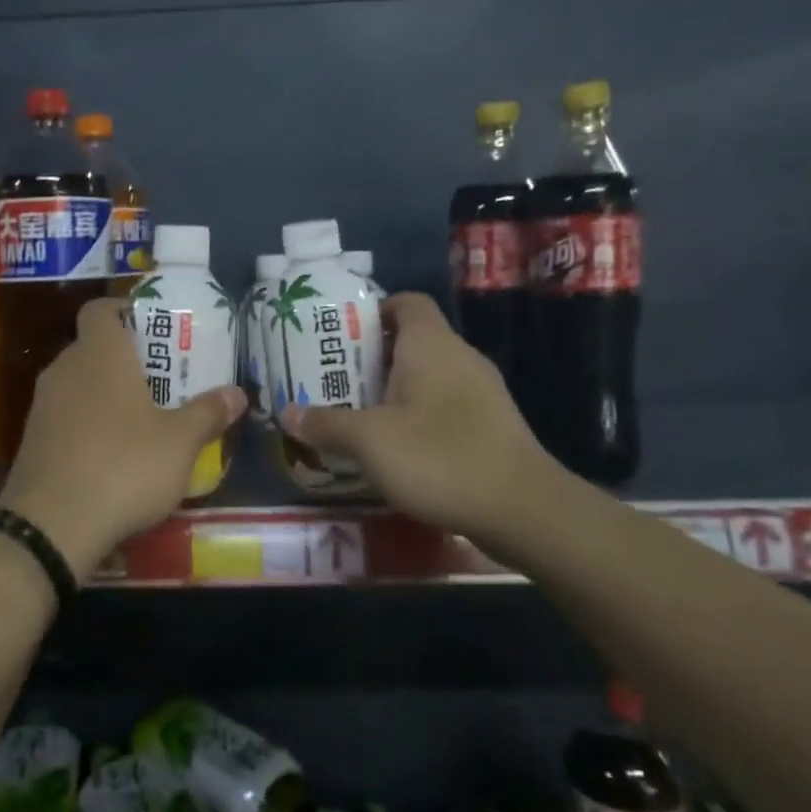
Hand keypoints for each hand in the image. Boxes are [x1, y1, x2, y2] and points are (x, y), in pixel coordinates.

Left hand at [0, 296, 244, 577]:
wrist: (50, 526)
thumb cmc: (123, 466)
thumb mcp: (180, 443)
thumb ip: (208, 413)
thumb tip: (238, 394)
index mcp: (100, 353)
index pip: (100, 309)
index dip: (125, 311)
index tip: (154, 329)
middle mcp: (65, 369)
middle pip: (94, 347)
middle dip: (127, 358)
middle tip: (164, 379)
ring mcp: (42, 405)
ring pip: (79, 383)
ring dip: (107, 393)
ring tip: (144, 418)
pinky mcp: (32, 440)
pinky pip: (66, 416)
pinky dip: (89, 423)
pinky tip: (113, 454)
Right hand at [280, 292, 551, 542]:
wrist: (523, 510)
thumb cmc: (439, 457)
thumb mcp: (370, 441)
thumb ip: (326, 424)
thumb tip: (287, 413)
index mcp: (432, 345)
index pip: (406, 302)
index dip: (373, 311)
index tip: (340, 336)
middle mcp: (460, 357)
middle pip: (412, 339)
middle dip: (372, 357)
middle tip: (334, 379)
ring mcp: (481, 391)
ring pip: (429, 374)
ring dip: (394, 389)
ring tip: (357, 412)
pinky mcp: (491, 423)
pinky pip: (445, 403)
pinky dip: (418, 413)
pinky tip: (396, 445)